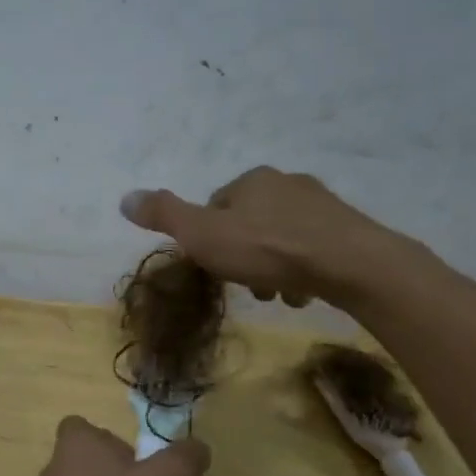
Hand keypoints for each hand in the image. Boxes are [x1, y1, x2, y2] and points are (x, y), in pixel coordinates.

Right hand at [120, 166, 420, 308]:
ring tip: (276, 295)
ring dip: (272, 267)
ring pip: (281, 238)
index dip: (209, 238)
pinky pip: (312, 249)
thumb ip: (164, 215)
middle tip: (245, 286)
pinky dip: (302, 269)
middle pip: (250, 222)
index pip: (216, 205)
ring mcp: (321, 205)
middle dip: (243, 255)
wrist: (350, 264)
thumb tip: (125, 197)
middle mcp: (287, 182)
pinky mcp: (347, 228)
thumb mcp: (202, 235)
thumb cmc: (267, 249)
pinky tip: (304, 292)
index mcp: (252, 180)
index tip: (214, 265)